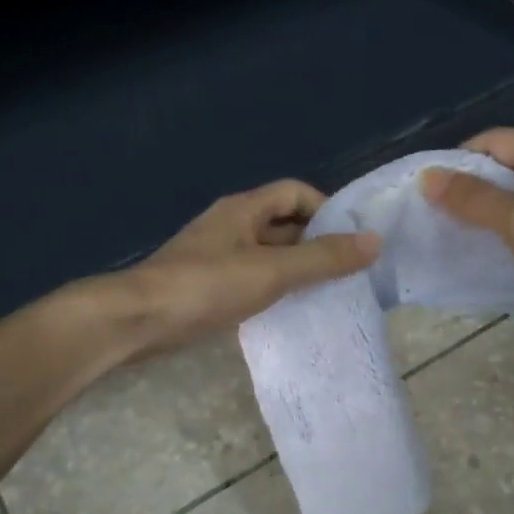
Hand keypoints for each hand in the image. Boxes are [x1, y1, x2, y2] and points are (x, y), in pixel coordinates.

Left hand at [102, 180, 379, 360]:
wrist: (138, 320)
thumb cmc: (206, 286)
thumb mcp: (272, 271)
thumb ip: (322, 259)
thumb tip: (374, 241)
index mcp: (244, 209)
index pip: (295, 193)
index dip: (326, 210)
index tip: (351, 241)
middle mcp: (231, 225)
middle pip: (284, 224)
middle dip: (316, 245)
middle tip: (349, 273)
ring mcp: (216, 256)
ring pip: (268, 255)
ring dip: (296, 270)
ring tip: (328, 296)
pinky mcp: (206, 286)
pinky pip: (251, 279)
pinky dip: (273, 290)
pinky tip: (289, 312)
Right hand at [420, 129, 513, 344]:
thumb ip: (475, 199)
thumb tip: (429, 177)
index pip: (495, 141)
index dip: (458, 161)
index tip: (427, 192)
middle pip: (510, 167)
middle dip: (473, 190)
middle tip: (437, 219)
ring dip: (494, 215)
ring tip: (461, 238)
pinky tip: (501, 255)